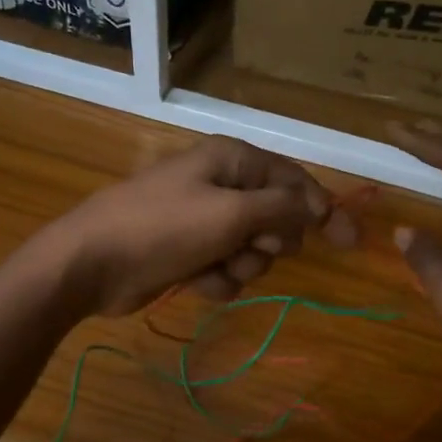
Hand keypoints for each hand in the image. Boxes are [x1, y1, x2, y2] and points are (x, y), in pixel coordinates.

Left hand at [40, 137, 358, 315]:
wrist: (91, 263)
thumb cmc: (163, 228)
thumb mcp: (231, 214)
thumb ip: (282, 208)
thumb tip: (318, 205)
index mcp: (233, 160)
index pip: (294, 181)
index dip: (324, 209)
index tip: (350, 242)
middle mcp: (221, 184)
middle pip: (276, 218)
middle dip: (268, 241)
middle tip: (249, 245)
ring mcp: (203, 220)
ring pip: (253, 249)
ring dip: (240, 265)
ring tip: (212, 266)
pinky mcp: (189, 252)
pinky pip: (226, 268)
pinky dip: (216, 279)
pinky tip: (194, 281)